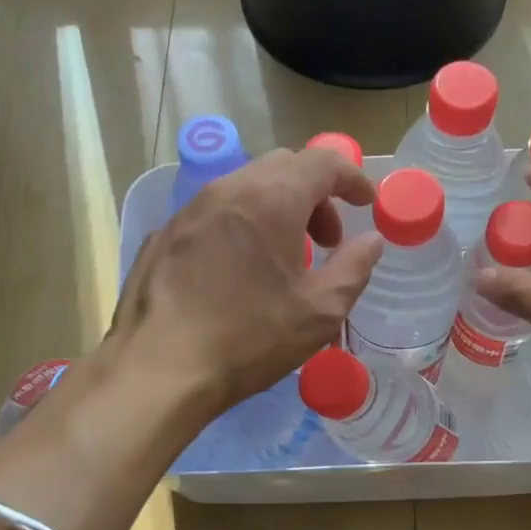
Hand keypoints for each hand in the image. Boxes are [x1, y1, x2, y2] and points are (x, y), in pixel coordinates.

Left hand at [111, 146, 382, 414]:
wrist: (159, 368)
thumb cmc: (249, 338)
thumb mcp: (319, 311)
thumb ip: (354, 268)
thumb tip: (371, 240)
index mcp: (272, 199)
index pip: (323, 162)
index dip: (352, 178)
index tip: (367, 205)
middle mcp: (228, 189)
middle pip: (283, 168)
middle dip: (315, 195)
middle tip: (328, 241)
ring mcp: (189, 209)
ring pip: (245, 187)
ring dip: (277, 209)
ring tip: (284, 259)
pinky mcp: (164, 234)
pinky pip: (214, 213)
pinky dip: (241, 225)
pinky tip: (238, 272)